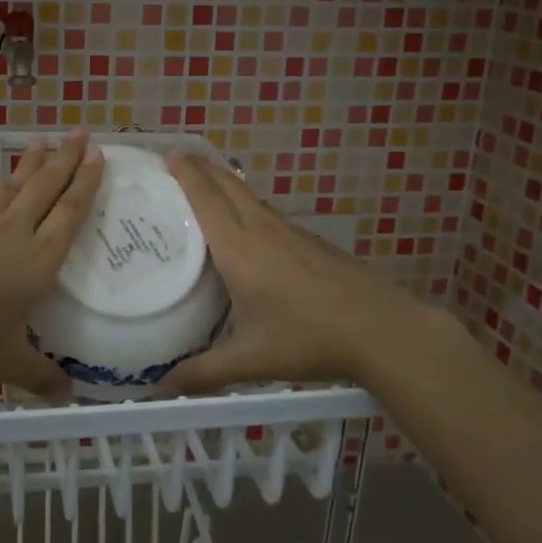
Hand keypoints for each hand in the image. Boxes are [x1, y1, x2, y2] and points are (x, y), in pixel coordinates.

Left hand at [0, 132, 104, 400]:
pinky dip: (6, 183)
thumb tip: (69, 397)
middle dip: (67, 159)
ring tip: (47, 143)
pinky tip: (6, 184)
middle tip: (83, 134)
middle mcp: (14, 233)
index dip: (87, 183)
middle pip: (46, 187)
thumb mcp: (7, 362)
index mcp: (37, 260)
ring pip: (16, 186)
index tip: (99, 156)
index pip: (70, 212)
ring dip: (35, 163)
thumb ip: (42, 377)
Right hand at [155, 151, 439, 395]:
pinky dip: (246, 201)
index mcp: (239, 247)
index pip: (206, 198)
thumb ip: (203, 373)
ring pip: (249, 195)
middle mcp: (261, 229)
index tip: (168, 152)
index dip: (186, 173)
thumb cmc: (308, 338)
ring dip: (225, 181)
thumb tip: (159, 390)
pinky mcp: (309, 241)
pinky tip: (247, 221)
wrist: (382, 329)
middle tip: (178, 157)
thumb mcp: (250, 359)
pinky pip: (266, 210)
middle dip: (202, 166)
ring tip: (205, 181)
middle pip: (228, 185)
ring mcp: (289, 232)